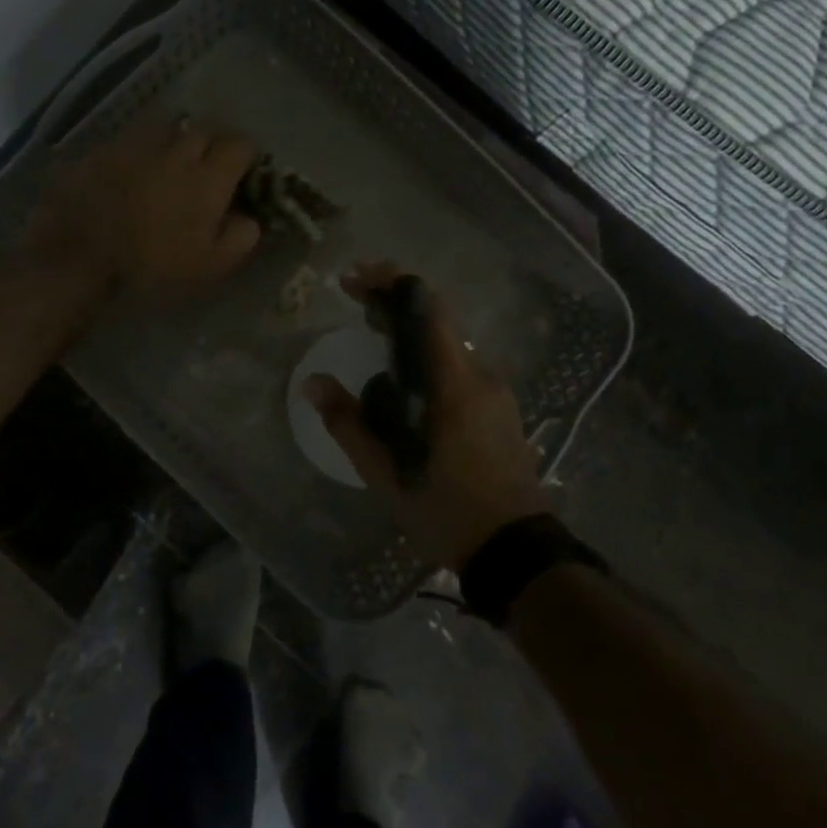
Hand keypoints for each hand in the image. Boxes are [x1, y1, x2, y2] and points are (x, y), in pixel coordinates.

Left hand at [25, 117, 261, 290]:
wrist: (79, 254)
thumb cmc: (151, 265)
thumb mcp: (209, 266)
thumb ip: (239, 238)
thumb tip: (249, 219)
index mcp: (208, 176)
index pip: (240, 144)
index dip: (245, 158)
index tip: (241, 176)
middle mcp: (177, 149)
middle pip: (206, 130)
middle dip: (212, 146)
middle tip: (207, 171)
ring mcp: (138, 144)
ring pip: (169, 129)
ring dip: (177, 143)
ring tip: (171, 166)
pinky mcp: (106, 147)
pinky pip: (135, 139)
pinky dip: (143, 151)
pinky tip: (135, 171)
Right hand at [305, 262, 546, 569]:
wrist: (514, 550)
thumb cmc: (445, 509)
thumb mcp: (383, 472)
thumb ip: (347, 422)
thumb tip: (312, 383)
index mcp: (453, 382)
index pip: (427, 308)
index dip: (391, 282)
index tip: (355, 277)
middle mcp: (480, 375)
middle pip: (436, 320)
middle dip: (395, 302)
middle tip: (356, 300)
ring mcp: (495, 392)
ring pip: (447, 345)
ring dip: (411, 332)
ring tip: (373, 336)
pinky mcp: (500, 409)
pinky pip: (458, 367)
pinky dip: (428, 357)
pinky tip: (406, 381)